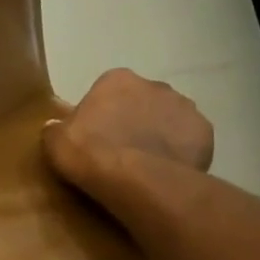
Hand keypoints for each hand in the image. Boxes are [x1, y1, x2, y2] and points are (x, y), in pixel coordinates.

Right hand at [43, 69, 213, 202]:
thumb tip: (54, 127)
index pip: (108, 91)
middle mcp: (155, 85)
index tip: (97, 137)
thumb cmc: (89, 153)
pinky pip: (190, 141)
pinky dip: (182, 153)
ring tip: (147, 164)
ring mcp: (184, 107)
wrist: (135, 180)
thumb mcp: (55, 141)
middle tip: (122, 151)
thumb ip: (56, 128)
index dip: (103, 114)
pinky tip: (169, 171)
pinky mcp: (205, 133)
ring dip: (161, 135)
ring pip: (170, 120)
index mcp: (117, 79)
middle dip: (136, 120)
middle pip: (143, 102)